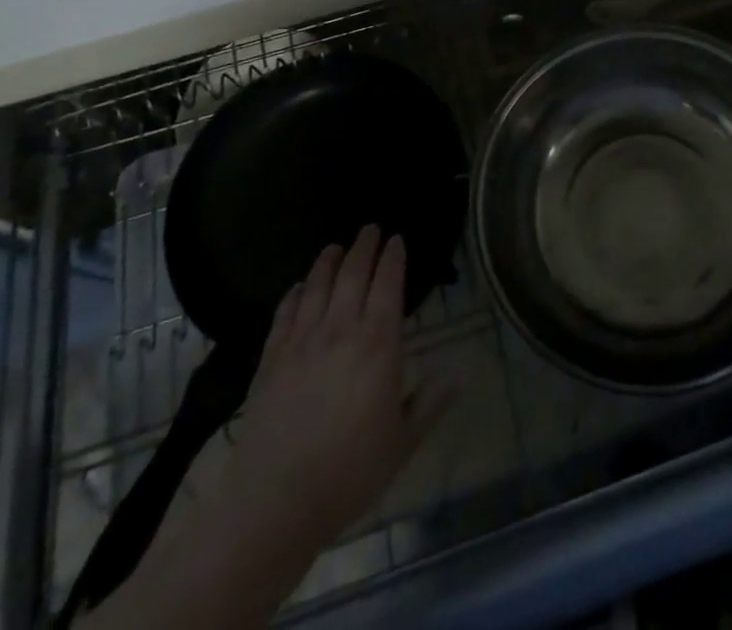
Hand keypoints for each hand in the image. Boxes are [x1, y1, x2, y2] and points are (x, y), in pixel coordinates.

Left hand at [220, 224, 426, 542]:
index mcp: (378, 343)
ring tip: (335, 247)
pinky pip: (284, 313)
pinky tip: (298, 287)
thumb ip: (431, 402)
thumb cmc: (350, 473)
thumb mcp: (403, 441)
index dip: (394, 257)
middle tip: (370, 229)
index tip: (397, 239)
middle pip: (353, 274)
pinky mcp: (271, 359)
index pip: (388, 284)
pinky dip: (294, 293)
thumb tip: (460, 373)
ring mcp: (302, 341)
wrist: (276, 502)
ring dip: (328, 261)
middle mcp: (341, 329)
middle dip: (364, 247)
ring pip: (317, 286)